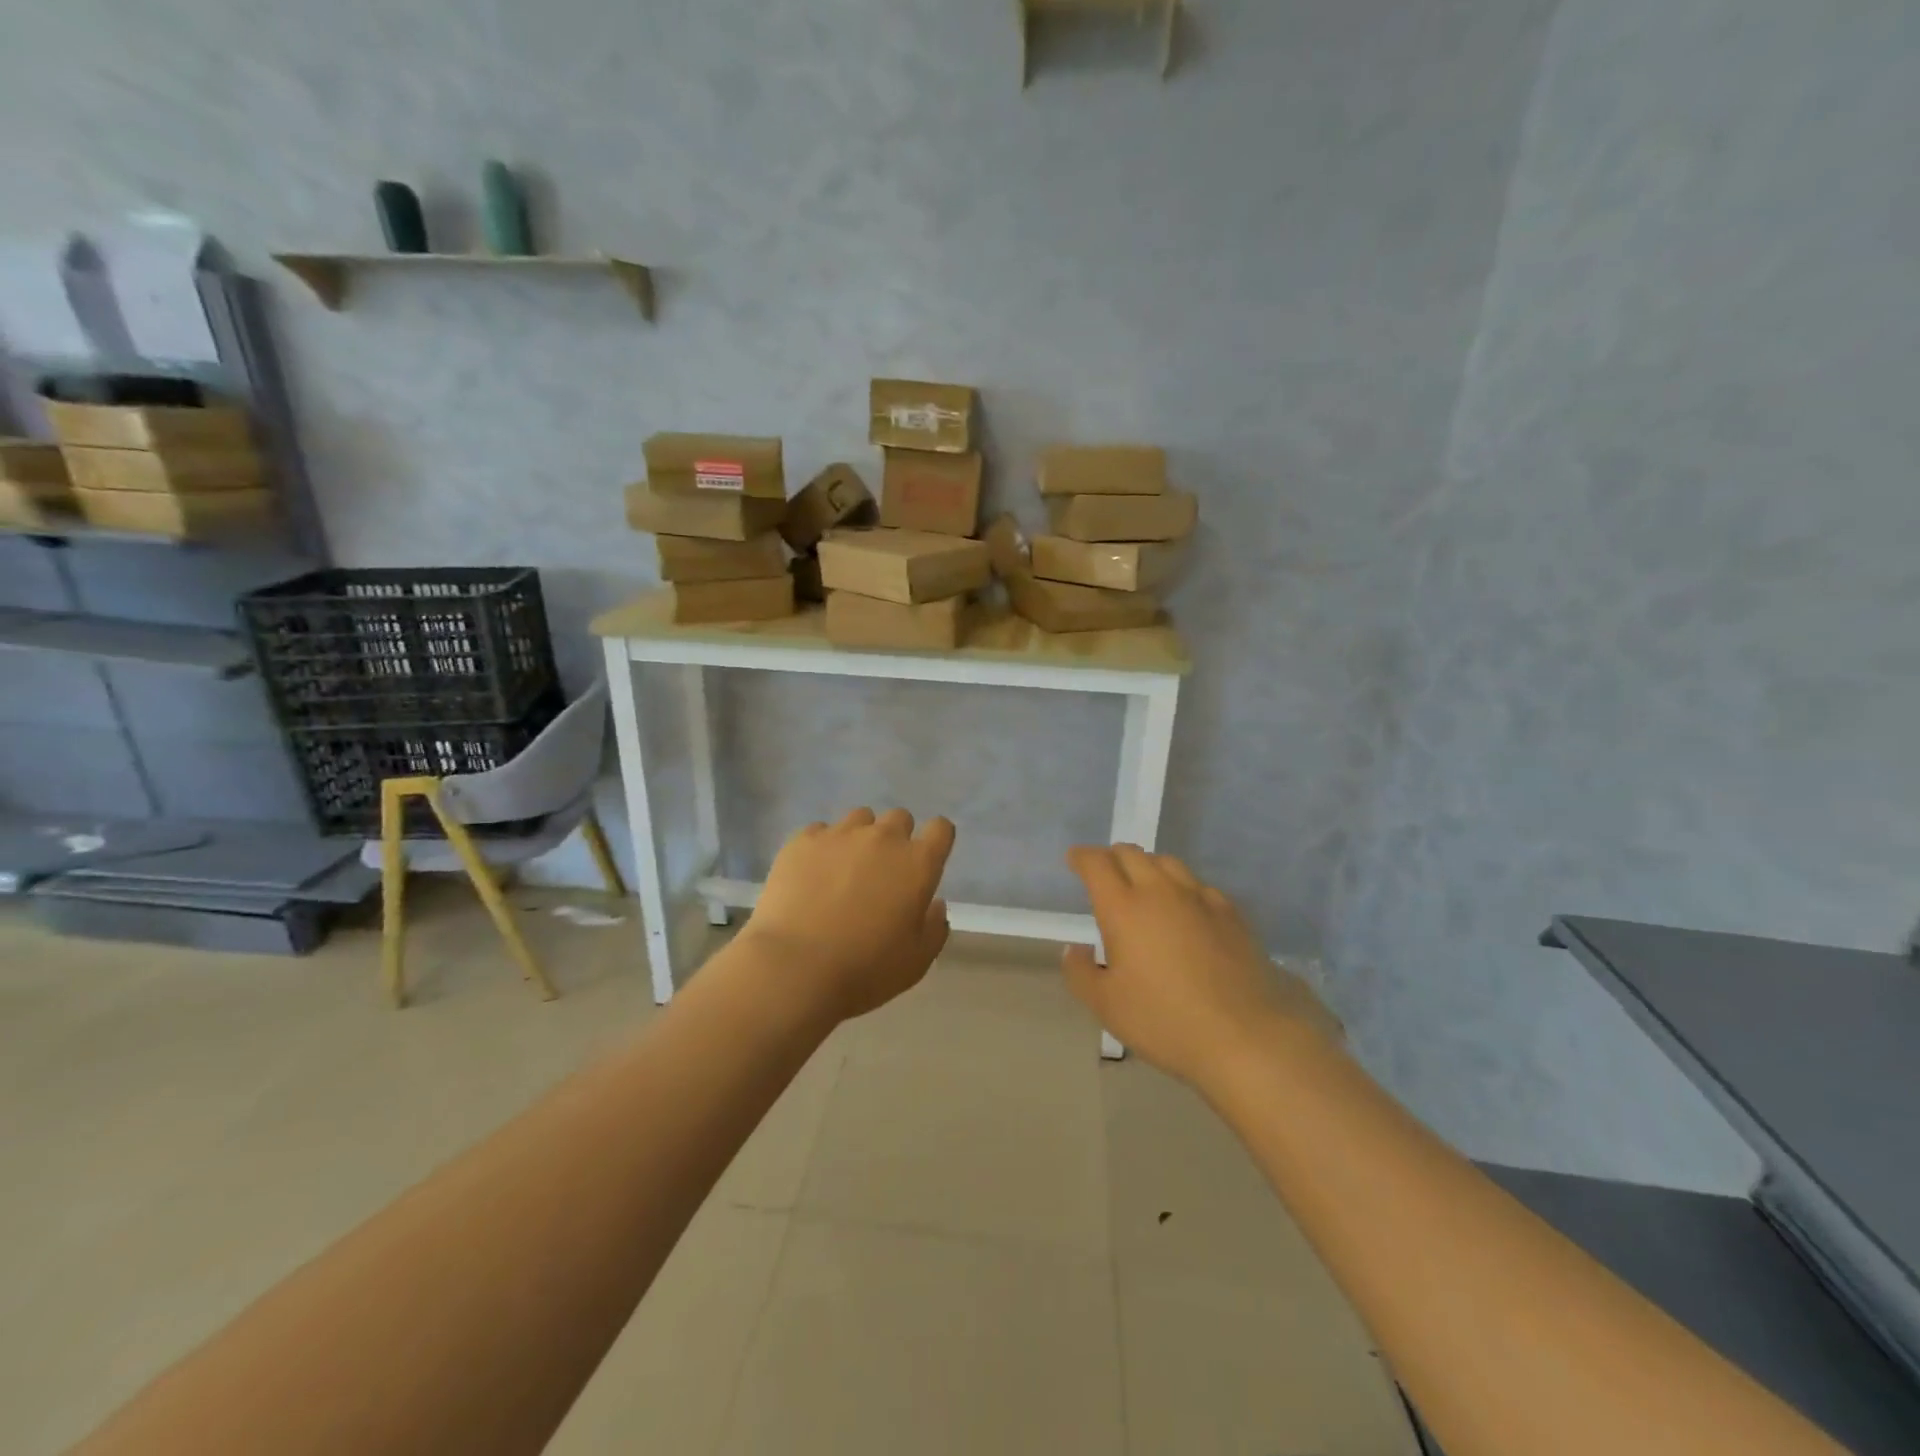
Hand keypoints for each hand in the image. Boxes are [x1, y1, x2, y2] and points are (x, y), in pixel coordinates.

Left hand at [743, 808, 954, 1020]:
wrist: (794, 967)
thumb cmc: (865, 970)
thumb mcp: (916, 961)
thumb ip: (934, 927)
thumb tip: (935, 904)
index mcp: (918, 863)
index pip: (941, 829)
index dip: (936, 840)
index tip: (926, 861)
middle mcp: (883, 838)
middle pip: (900, 818)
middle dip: (897, 838)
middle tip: (883, 872)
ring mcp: (840, 834)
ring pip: (860, 818)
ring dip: (860, 837)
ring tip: (844, 869)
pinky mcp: (802, 840)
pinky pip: (820, 831)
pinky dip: (822, 847)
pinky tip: (812, 875)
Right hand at [1062, 844, 1337, 1086]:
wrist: (1244, 1036)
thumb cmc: (1164, 1021)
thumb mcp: (1106, 1006)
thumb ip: (1081, 973)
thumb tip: (1075, 949)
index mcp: (1123, 908)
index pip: (1097, 864)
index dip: (1082, 857)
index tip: (1074, 860)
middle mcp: (1160, 891)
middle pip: (1132, 854)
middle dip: (1112, 856)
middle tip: (1104, 873)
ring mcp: (1199, 898)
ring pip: (1167, 862)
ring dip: (1147, 865)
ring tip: (1142, 884)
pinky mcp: (1230, 913)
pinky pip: (1198, 884)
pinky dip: (1181, 886)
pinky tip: (1184, 907)